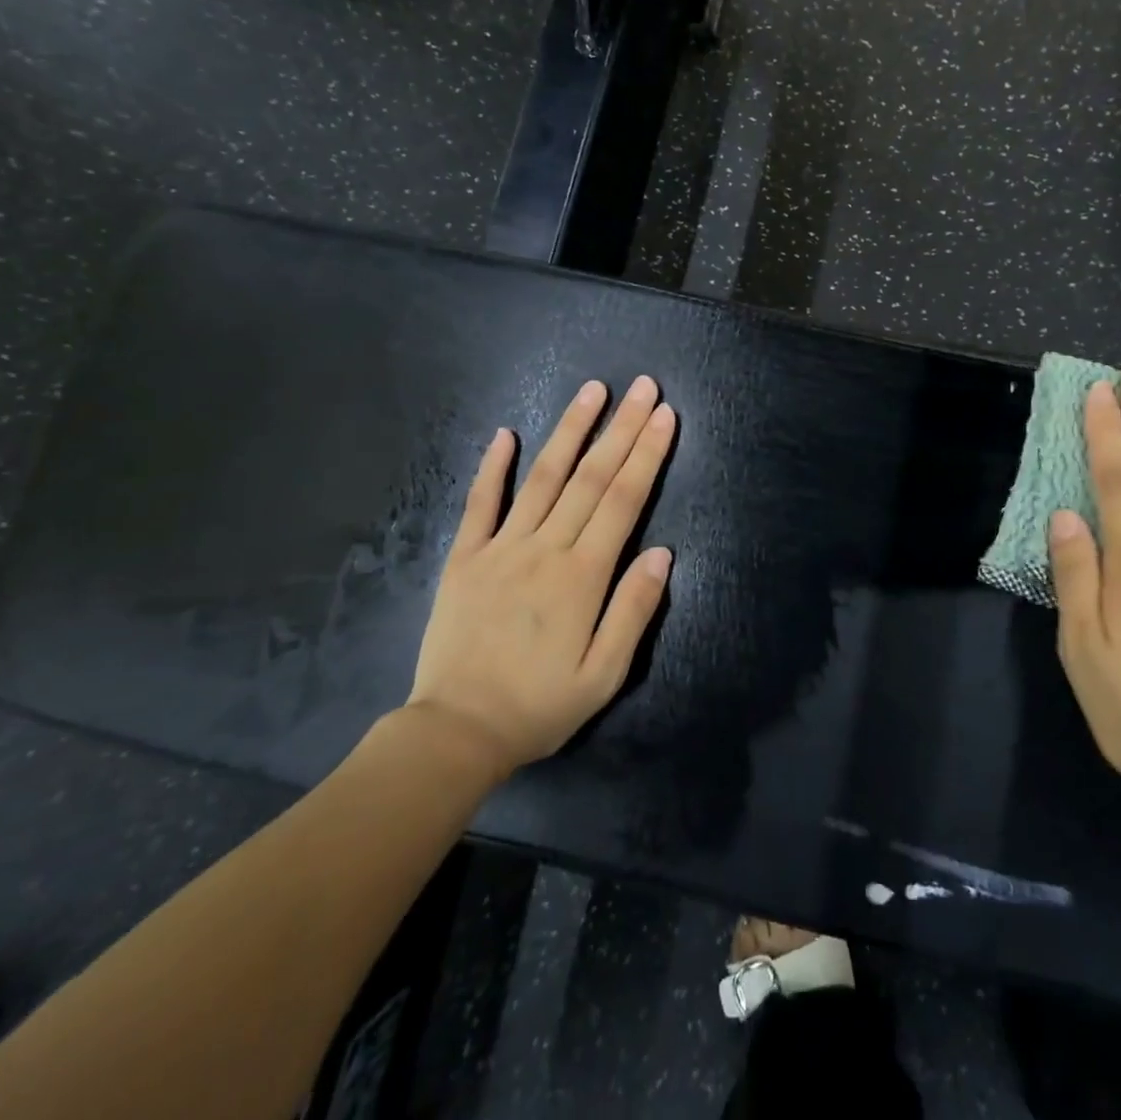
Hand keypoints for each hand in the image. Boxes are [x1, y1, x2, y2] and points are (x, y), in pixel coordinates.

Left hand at [406, 376, 676, 771]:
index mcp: (582, 576)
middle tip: (643, 387)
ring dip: (569, 430)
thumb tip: (663, 553)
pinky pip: (480, 503)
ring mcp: (500, 548)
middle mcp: (544, 549)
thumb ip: (634, 610)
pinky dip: (493, 466)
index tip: (664, 416)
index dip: (646, 455)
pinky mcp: (465, 557)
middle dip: (621, 428)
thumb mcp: (604, 675)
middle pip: (590, 477)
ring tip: (592, 391)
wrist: (456, 732)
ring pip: (542, 477)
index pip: (622, 500)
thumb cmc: (539, 706)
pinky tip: (506, 433)